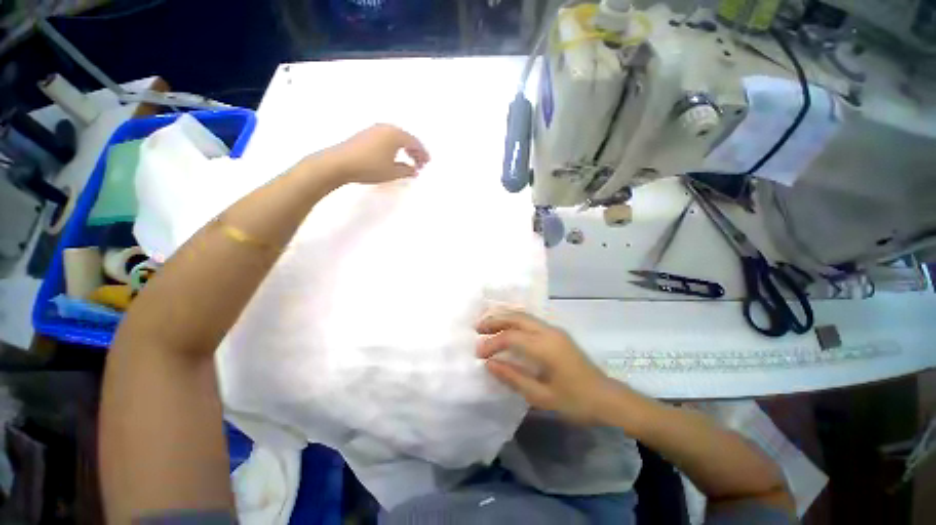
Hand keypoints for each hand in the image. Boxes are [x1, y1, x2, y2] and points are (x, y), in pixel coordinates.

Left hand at [326, 124, 429, 184]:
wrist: (339, 163)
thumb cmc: (370, 167)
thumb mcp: (392, 172)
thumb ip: (407, 171)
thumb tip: (414, 170)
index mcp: (396, 135)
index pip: (415, 142)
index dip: (423, 153)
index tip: (427, 163)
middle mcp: (386, 128)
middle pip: (406, 138)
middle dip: (414, 150)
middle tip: (420, 163)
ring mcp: (374, 129)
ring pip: (396, 137)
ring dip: (404, 148)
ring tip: (408, 160)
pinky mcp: (366, 134)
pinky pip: (386, 138)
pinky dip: (394, 147)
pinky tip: (393, 156)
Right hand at [476, 312, 612, 423]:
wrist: (607, 398)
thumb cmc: (576, 401)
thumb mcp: (542, 396)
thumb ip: (513, 378)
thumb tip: (489, 364)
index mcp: (546, 347)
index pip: (511, 337)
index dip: (492, 343)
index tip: (479, 354)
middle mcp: (549, 332)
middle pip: (517, 317)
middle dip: (495, 320)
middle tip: (477, 328)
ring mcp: (554, 330)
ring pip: (524, 315)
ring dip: (504, 317)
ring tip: (487, 326)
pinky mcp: (557, 333)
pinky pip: (530, 320)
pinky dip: (514, 321)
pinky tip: (507, 328)